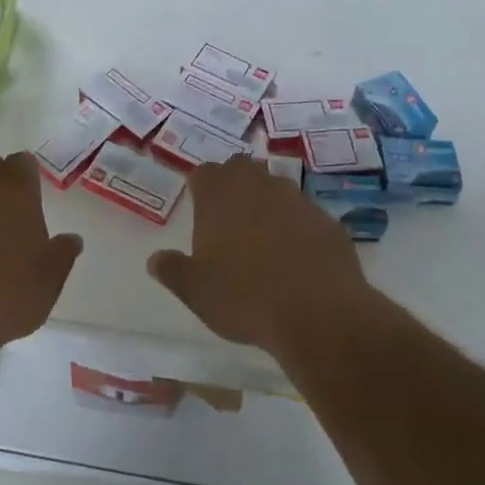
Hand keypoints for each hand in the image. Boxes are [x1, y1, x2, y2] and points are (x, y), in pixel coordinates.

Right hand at [147, 158, 370, 354]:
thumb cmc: (244, 298)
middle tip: (229, 218)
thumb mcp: (195, 291)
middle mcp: (259, 187)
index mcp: (220, 197)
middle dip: (234, 185)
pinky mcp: (328, 222)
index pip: (204, 173)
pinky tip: (298, 259)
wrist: (318, 314)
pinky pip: (306, 216)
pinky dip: (298, 228)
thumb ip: (172, 270)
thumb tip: (156, 259)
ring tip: (264, 240)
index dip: (201, 187)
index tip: (200, 207)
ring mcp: (298, 201)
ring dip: (268, 204)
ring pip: (277, 188)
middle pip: (242, 169)